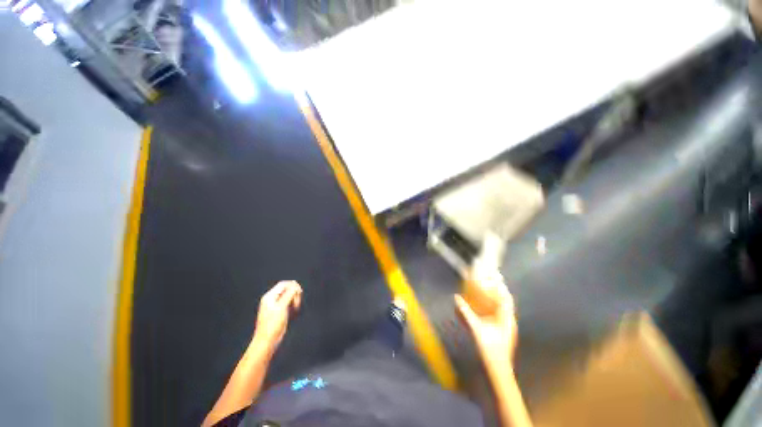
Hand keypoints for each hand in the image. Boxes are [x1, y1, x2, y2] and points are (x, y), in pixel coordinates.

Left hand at [252, 281, 302, 354]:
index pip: (284, 284)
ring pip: (288, 296)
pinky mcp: (278, 312)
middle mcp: (271, 299)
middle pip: (287, 289)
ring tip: (296, 308)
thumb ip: (289, 294)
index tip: (300, 293)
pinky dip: (292, 305)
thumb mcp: (282, 307)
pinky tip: (293, 312)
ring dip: (294, 300)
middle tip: (297, 303)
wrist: (267, 341)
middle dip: (294, 294)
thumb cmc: (272, 324)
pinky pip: (288, 303)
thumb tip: (295, 285)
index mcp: (269, 296)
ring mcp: (275, 306)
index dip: (293, 286)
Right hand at [455, 280, 517, 369]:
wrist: (499, 367)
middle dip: (501, 288)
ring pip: (506, 306)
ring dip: (499, 295)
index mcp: (506, 318)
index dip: (501, 286)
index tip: (496, 276)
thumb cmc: (489, 348)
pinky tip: (490, 303)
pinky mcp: (505, 328)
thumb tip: (456, 297)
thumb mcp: (476, 329)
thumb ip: (466, 312)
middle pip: (507, 300)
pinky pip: (502, 312)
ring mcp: (509, 324)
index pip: (506, 298)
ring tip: (493, 286)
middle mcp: (510, 319)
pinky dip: (497, 304)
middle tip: (495, 277)